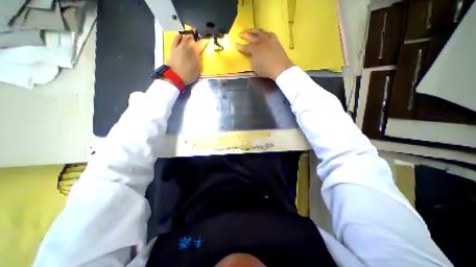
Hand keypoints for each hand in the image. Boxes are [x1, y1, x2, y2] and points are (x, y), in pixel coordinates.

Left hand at [168, 34, 208, 84]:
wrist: (175, 76)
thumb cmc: (189, 74)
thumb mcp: (199, 68)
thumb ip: (200, 59)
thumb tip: (200, 53)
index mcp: (195, 51)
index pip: (202, 43)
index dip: (206, 41)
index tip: (208, 40)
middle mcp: (187, 45)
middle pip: (193, 37)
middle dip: (197, 37)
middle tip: (199, 40)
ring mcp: (179, 45)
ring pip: (185, 36)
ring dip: (189, 36)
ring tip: (192, 37)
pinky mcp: (173, 47)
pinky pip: (176, 38)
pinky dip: (180, 36)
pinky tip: (182, 37)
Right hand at [236, 30, 292, 78]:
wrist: (280, 67)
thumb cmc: (266, 69)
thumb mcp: (254, 67)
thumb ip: (251, 59)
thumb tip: (251, 55)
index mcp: (253, 49)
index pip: (244, 47)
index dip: (239, 47)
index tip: (236, 45)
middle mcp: (259, 41)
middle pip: (250, 36)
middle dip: (244, 35)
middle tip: (240, 34)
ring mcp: (267, 38)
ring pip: (259, 31)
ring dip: (253, 31)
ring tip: (249, 31)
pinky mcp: (274, 39)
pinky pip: (267, 33)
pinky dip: (263, 33)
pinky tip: (262, 34)